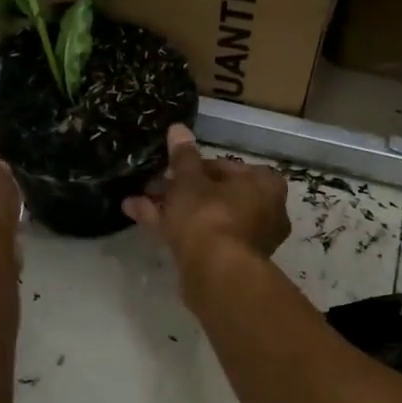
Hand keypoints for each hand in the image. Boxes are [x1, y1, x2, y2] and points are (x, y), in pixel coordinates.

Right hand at [122, 125, 289, 270]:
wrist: (217, 274)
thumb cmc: (210, 216)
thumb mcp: (190, 181)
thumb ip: (183, 156)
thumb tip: (178, 128)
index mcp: (265, 185)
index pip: (226, 167)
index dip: (193, 167)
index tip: (170, 169)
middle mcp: (264, 211)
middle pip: (215, 194)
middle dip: (179, 190)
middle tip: (152, 186)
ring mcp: (247, 240)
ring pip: (204, 217)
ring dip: (171, 208)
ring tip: (136, 201)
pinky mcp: (228, 263)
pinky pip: (201, 237)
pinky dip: (174, 227)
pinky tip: (138, 216)